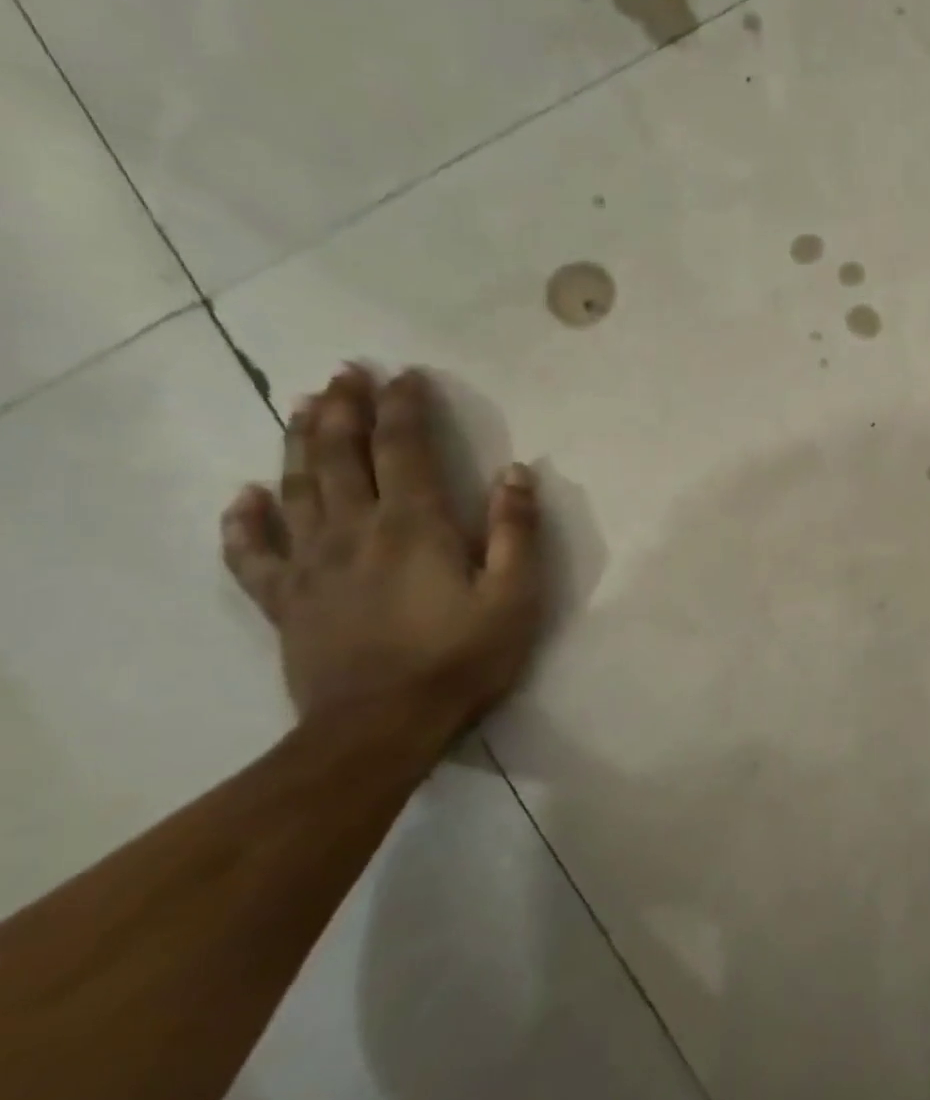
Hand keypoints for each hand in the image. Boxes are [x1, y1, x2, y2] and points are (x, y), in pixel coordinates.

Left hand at [220, 365, 544, 724]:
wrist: (382, 727)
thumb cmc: (462, 657)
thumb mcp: (515, 595)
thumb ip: (516, 530)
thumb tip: (515, 472)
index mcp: (412, 524)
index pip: (403, 447)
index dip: (403, 406)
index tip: (405, 375)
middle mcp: (353, 529)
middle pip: (338, 454)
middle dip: (342, 407)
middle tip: (345, 372)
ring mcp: (310, 564)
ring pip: (295, 487)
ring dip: (297, 441)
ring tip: (302, 405)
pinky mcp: (286, 599)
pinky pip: (252, 552)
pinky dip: (244, 520)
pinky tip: (244, 495)